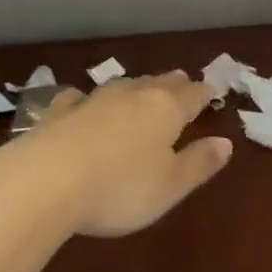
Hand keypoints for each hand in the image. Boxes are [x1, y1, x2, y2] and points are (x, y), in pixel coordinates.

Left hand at [24, 73, 231, 236]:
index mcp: (166, 110)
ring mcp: (94, 100)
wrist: (45, 181)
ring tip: (142, 88)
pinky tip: (80, 100)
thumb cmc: (119, 188)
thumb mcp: (170, 186)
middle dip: (174, 84)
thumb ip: (199, 163)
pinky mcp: (60, 112)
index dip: (205, 94)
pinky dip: (86, 99)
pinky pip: (78, 98)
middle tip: (183, 83)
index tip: (212, 91)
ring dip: (136, 87)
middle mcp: (133, 95)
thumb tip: (226, 142)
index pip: (193, 95)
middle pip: (160, 83)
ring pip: (123, 85)